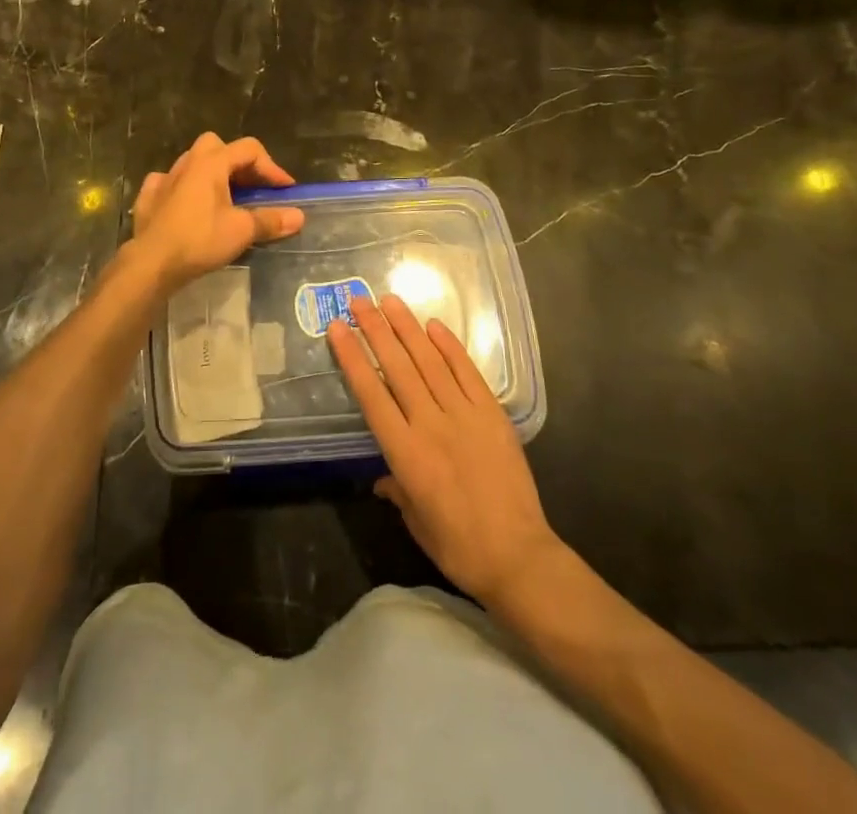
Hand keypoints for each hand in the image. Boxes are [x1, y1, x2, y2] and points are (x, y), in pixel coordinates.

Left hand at [129, 133, 304, 294]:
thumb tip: (299, 217)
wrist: (151, 263)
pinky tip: (187, 204)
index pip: (249, 149)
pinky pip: (168, 182)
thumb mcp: (242, 230)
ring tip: (223, 197)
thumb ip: (270, 220)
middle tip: (251, 187)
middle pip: (217, 146)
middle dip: (237, 162)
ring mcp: (163, 179)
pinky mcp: (148, 197)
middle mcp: (187, 163)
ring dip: (210, 174)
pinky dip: (182, 188)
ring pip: (192, 162)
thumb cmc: (200, 240)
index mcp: (211, 163)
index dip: (271, 167)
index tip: (285, 190)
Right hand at [327, 296, 560, 607]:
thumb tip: (384, 478)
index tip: (338, 328)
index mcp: (405, 453)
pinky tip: (434, 326)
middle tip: (358, 300)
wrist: (518, 556)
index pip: (371, 394)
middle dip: (375, 330)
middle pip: (397, 367)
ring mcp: (464, 415)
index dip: (352, 358)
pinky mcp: (492, 414)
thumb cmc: (458, 547)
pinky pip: (468, 372)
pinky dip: (450, 347)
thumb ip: (397, 490)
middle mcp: (430, 425)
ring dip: (407, 328)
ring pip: (429, 361)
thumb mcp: (415, 521)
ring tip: (390, 301)